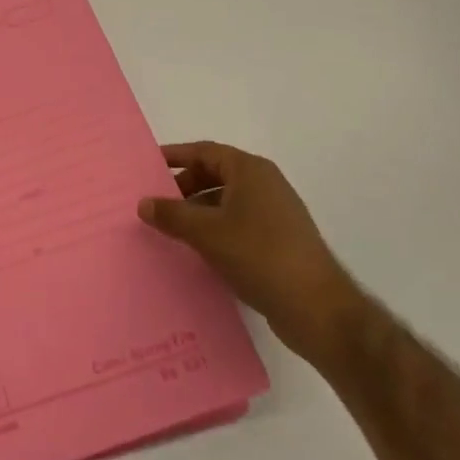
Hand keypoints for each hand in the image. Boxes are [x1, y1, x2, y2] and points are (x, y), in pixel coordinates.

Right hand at [138, 142, 360, 359]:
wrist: (316, 308)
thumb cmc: (258, 255)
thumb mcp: (206, 232)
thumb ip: (171, 214)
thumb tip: (143, 203)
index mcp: (250, 171)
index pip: (204, 152)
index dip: (175, 156)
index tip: (148, 166)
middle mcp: (265, 184)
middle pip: (215, 174)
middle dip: (184, 186)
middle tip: (157, 203)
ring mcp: (276, 213)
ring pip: (226, 201)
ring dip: (198, 210)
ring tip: (172, 229)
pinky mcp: (279, 240)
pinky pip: (238, 223)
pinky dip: (216, 229)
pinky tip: (199, 250)